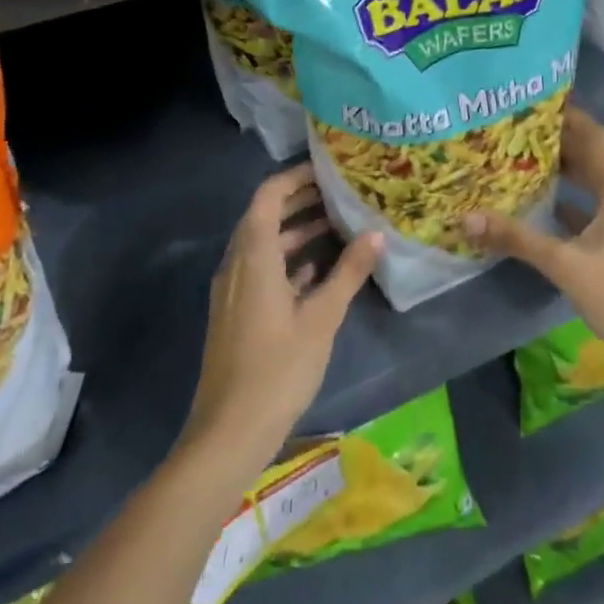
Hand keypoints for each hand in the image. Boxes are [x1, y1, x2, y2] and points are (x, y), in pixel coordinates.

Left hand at [181, 164, 382, 477]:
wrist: (228, 433)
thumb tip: (376, 234)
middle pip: (265, 215)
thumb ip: (348, 272)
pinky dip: (287, 260)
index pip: (268, 195)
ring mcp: (234, 290)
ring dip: (296, 230)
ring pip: (264, 244)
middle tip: (340, 192)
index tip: (328, 170)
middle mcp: (237, 264)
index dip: (295, 177)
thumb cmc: (277, 369)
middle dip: (300, 200)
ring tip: (337, 225)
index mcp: (253, 256)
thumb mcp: (322, 318)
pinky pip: (261, 269)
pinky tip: (318, 270)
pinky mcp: (237, 313)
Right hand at [464, 107, 603, 371]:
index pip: (595, 137)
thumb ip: (517, 238)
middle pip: (600, 158)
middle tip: (525, 133)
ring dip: (575, 173)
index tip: (538, 104)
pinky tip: (558, 210)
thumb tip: (467, 218)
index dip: (569, 118)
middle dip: (566, 144)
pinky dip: (585, 203)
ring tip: (535, 164)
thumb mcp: (565, 265)